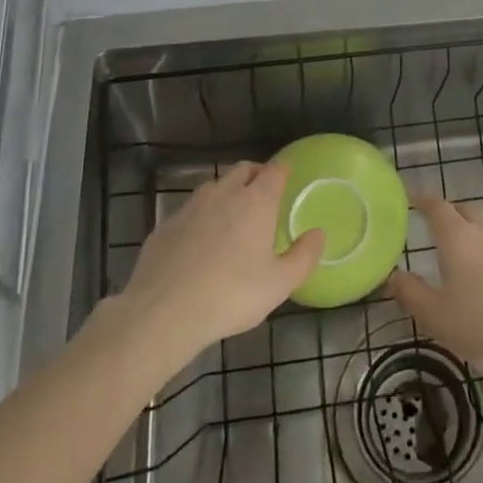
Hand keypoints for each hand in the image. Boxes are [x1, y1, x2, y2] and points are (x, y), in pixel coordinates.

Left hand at [114, 161, 324, 360]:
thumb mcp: (279, 284)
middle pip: (243, 170)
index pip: (274, 170)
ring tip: (231, 216)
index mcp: (256, 202)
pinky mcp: (165, 224)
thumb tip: (319, 233)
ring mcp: (190, 206)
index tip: (287, 178)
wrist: (163, 312)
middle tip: (263, 195)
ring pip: (213, 186)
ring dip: (226, 192)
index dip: (283, 171)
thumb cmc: (231, 295)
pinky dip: (199, 217)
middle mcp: (224, 194)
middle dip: (255, 175)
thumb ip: (304, 256)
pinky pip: (189, 210)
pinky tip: (198, 242)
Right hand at [387, 195, 482, 378]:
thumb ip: (411, 293)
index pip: (437, 206)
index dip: (422, 200)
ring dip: (471, 233)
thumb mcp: (436, 316)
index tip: (411, 198)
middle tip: (434, 227)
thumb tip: (393, 276)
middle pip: (464, 210)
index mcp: (457, 236)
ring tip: (461, 254)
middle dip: (448, 213)